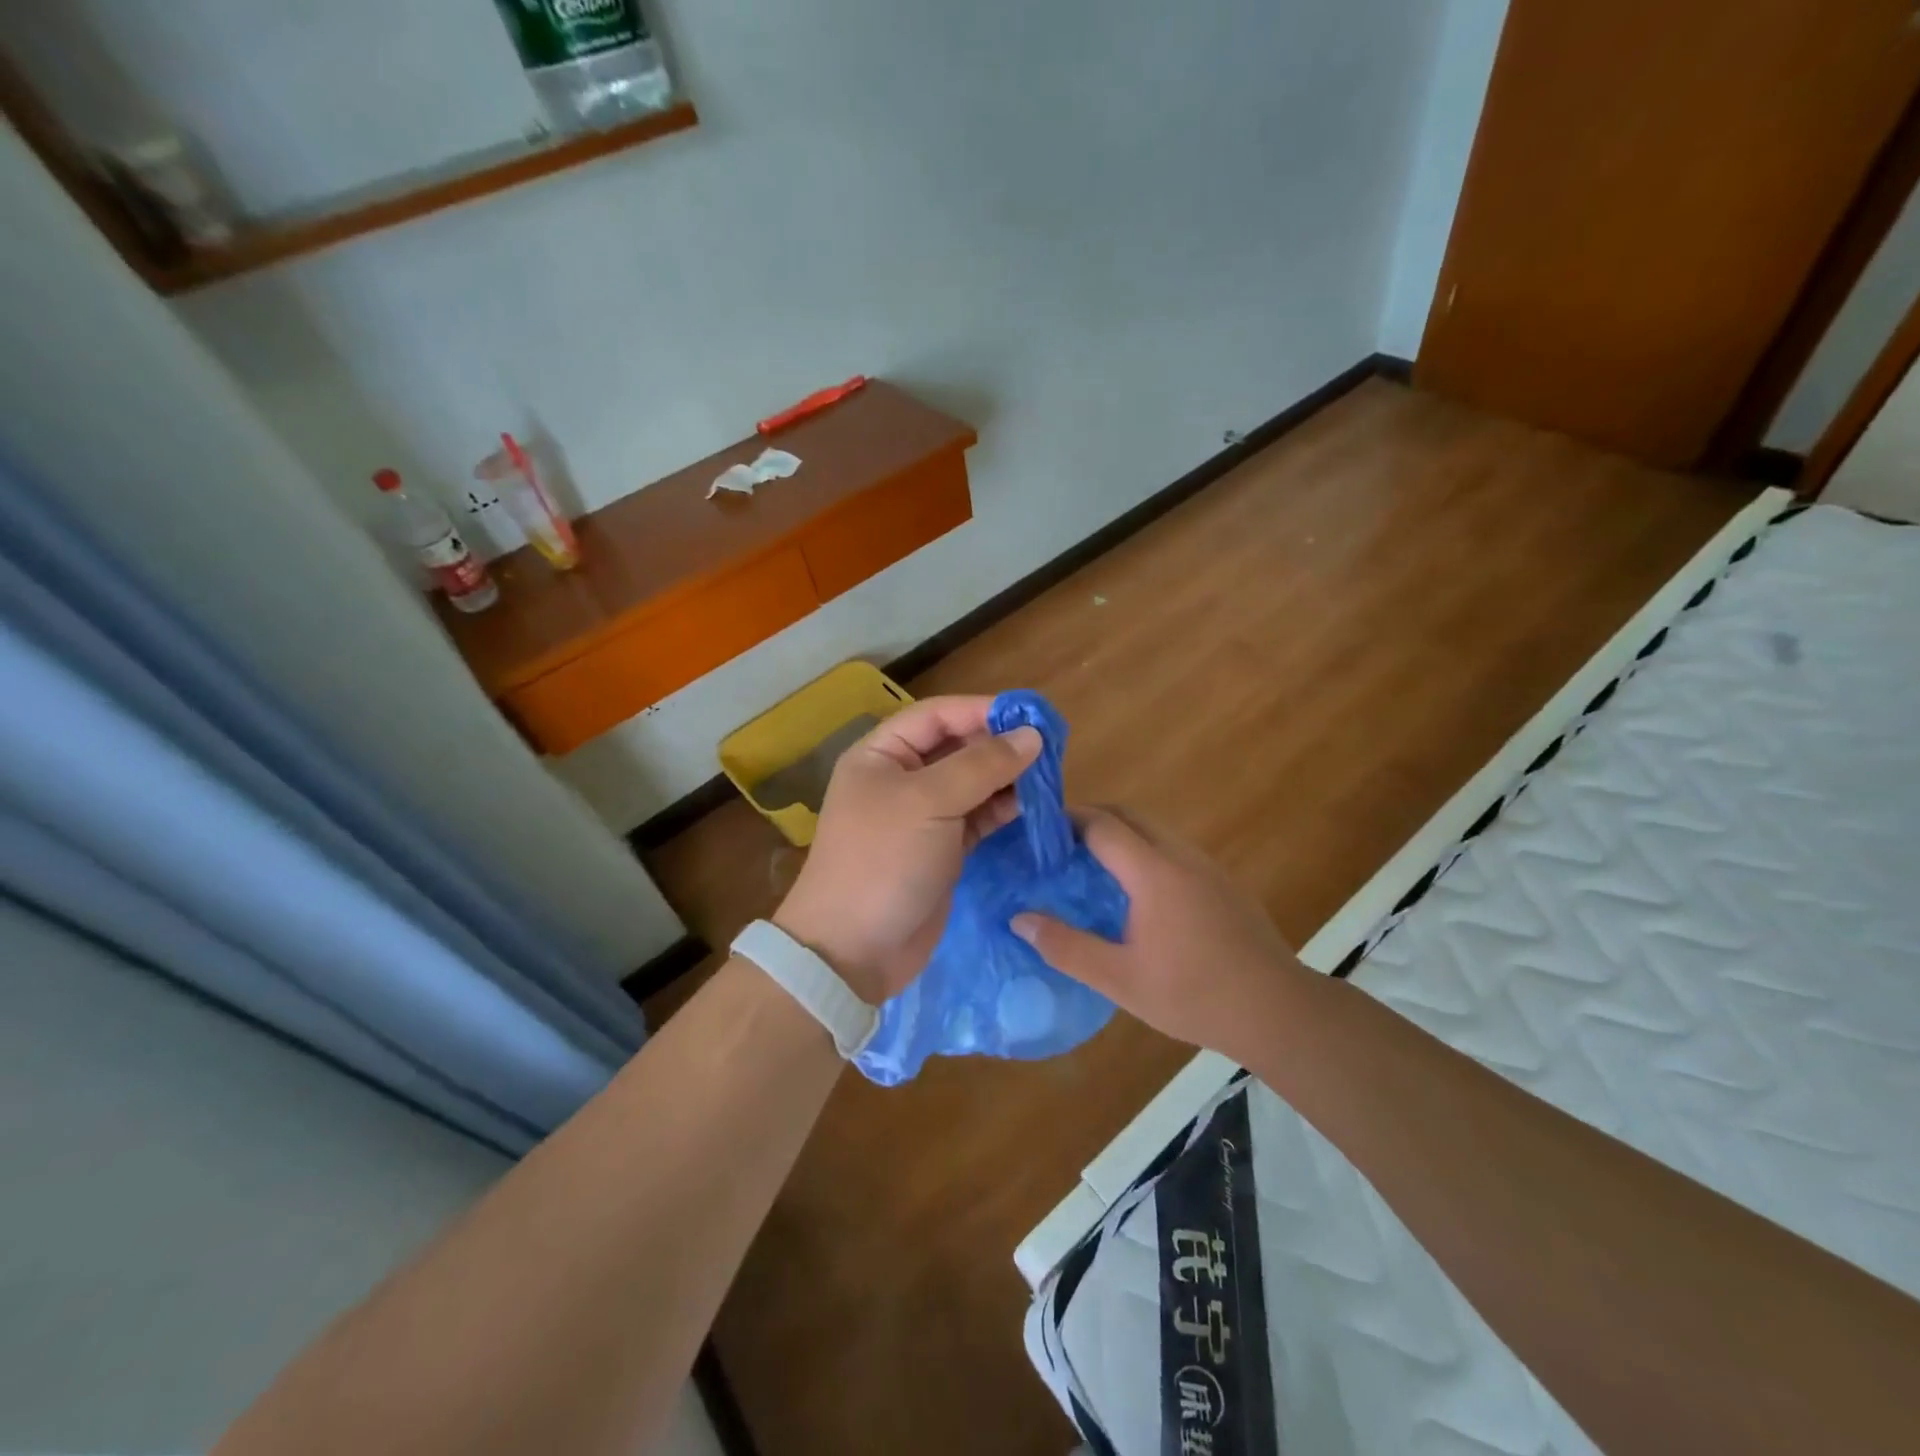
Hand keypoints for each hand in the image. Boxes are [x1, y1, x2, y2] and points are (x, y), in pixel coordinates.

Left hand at [773, 695, 1042, 1004]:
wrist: (854, 951)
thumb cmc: (883, 861)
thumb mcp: (929, 803)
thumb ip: (982, 766)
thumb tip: (1031, 736)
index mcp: (881, 755)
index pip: (937, 716)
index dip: (981, 710)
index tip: (1030, 715)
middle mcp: (900, 779)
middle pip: (956, 748)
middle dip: (998, 746)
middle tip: (1048, 749)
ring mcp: (921, 817)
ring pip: (970, 784)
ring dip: (1006, 779)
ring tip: (1047, 777)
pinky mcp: (940, 850)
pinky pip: (976, 818)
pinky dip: (1001, 810)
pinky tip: (1031, 807)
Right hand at [1011, 807, 1309, 1058]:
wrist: (1277, 1010)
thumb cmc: (1193, 994)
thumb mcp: (1119, 979)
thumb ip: (1066, 947)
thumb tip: (1019, 919)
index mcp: (1153, 872)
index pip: (1102, 825)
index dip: (1067, 821)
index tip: (1039, 832)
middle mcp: (1181, 855)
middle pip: (1129, 815)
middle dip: (1091, 818)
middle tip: (1058, 844)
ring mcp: (1207, 866)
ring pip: (1155, 829)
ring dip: (1120, 833)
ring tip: (1091, 864)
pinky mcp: (1224, 881)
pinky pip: (1174, 849)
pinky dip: (1145, 850)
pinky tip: (1138, 891)